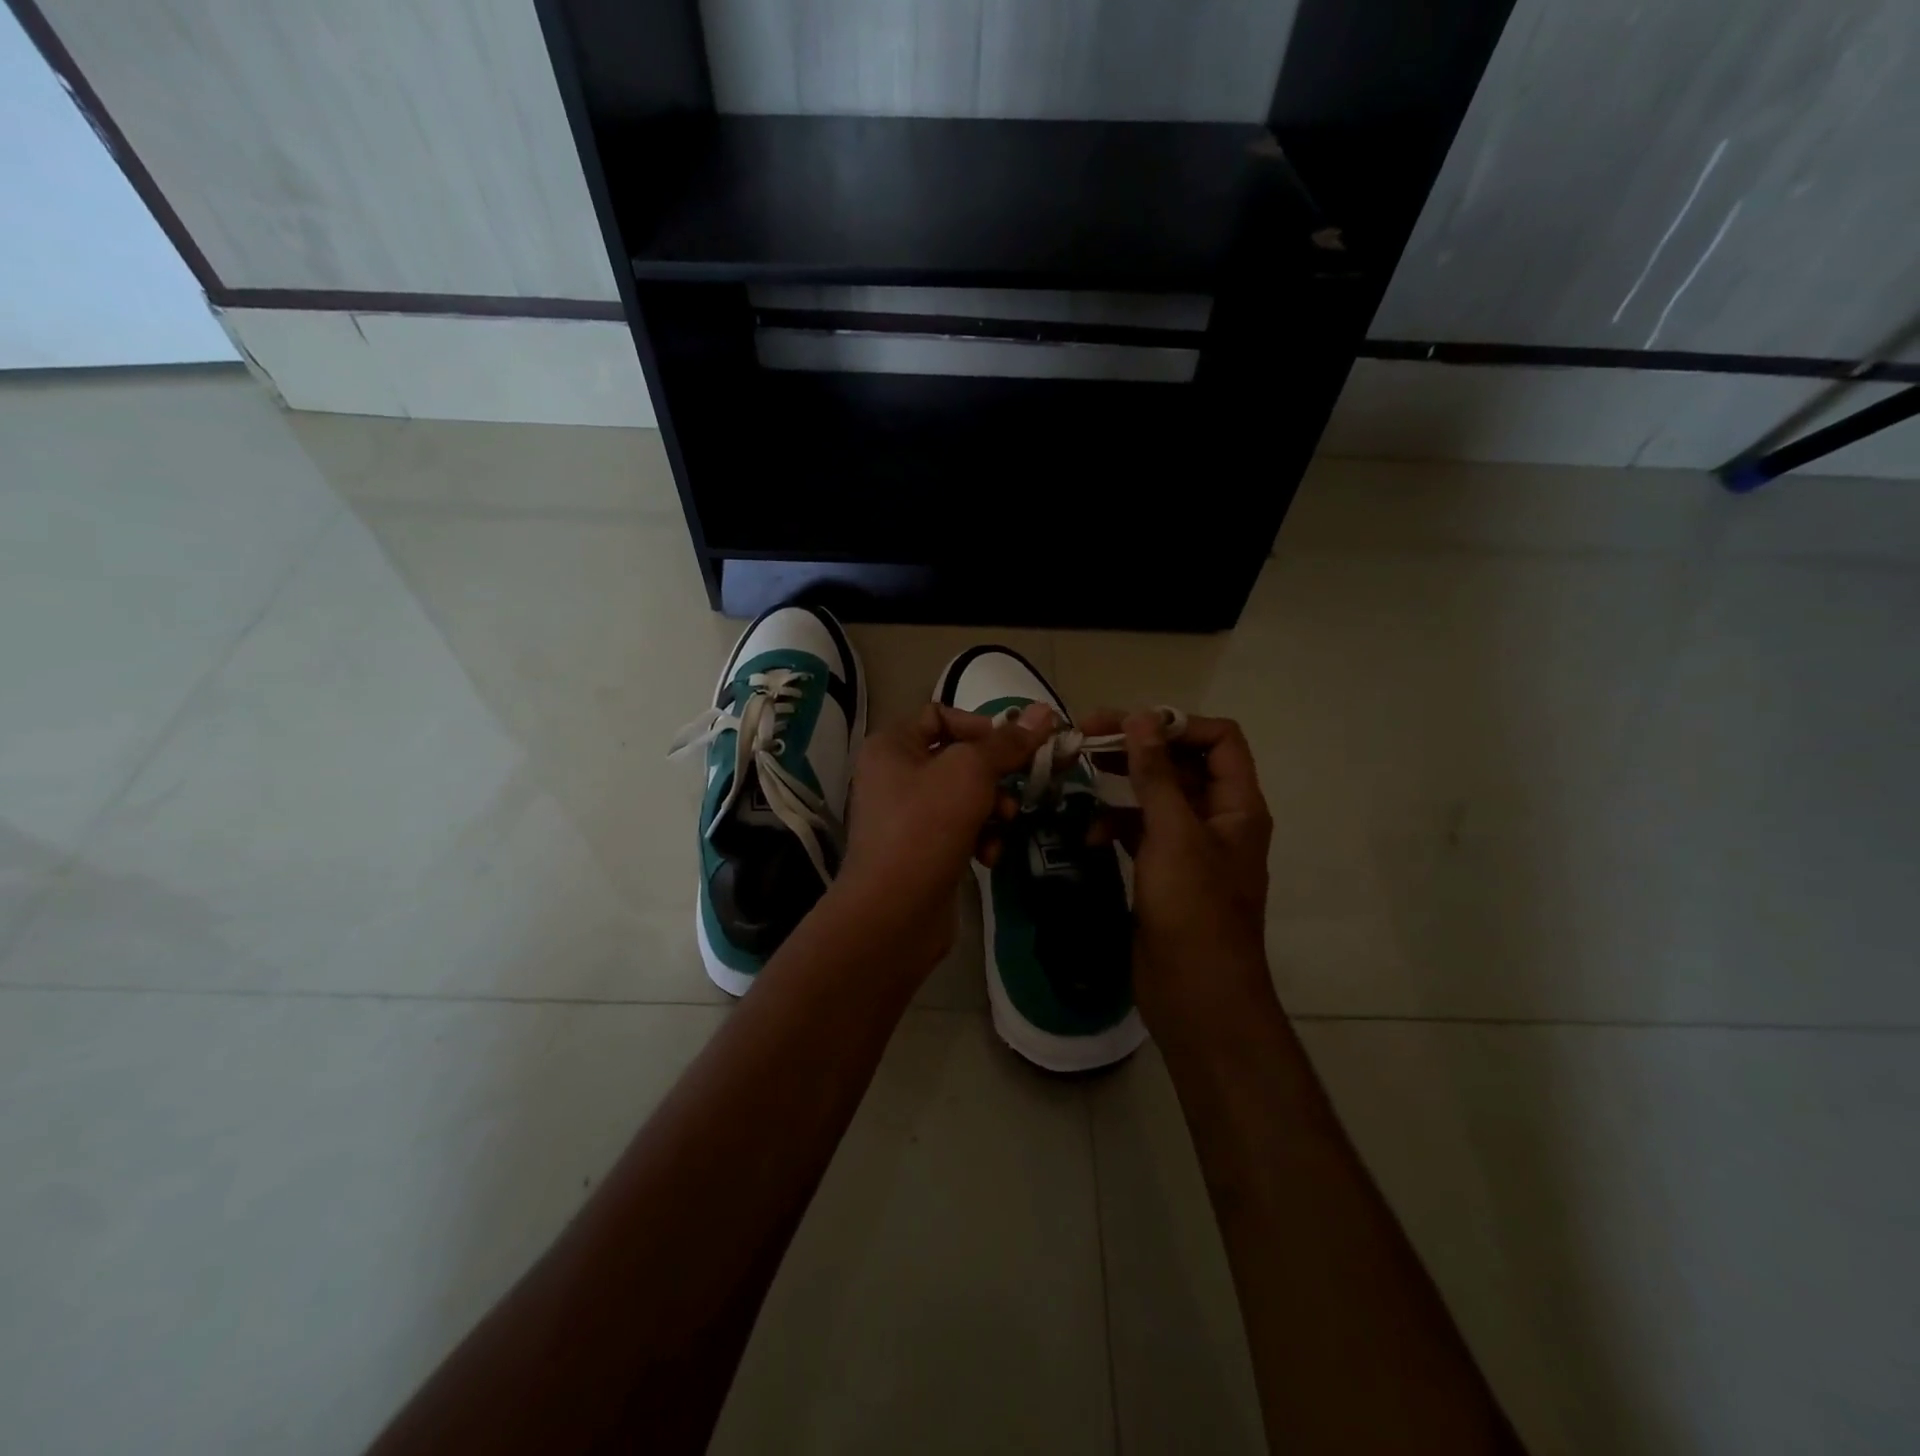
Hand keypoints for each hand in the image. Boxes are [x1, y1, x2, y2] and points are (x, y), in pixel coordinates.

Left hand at [830, 701, 1054, 966]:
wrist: (894, 912)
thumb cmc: (927, 826)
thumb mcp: (971, 773)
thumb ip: (1007, 743)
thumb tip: (1044, 711)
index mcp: (892, 745)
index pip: (941, 715)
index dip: (980, 725)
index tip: (1014, 746)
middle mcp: (893, 775)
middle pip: (958, 758)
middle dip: (994, 774)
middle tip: (1021, 787)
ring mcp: (906, 816)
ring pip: (964, 797)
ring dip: (993, 810)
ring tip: (1003, 825)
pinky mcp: (921, 850)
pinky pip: (959, 830)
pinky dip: (979, 838)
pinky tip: (989, 857)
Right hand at [1084, 710, 1276, 1043]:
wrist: (1195, 994)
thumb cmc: (1193, 909)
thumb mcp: (1173, 834)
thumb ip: (1157, 774)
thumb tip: (1141, 717)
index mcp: (1237, 805)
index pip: (1219, 739)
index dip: (1177, 724)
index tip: (1128, 724)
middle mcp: (1218, 819)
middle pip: (1182, 764)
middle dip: (1138, 748)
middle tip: (1087, 736)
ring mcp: (1190, 847)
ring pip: (1156, 797)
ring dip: (1122, 785)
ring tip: (1080, 774)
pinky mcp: (1164, 871)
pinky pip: (1139, 832)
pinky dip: (1114, 826)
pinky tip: (1088, 835)